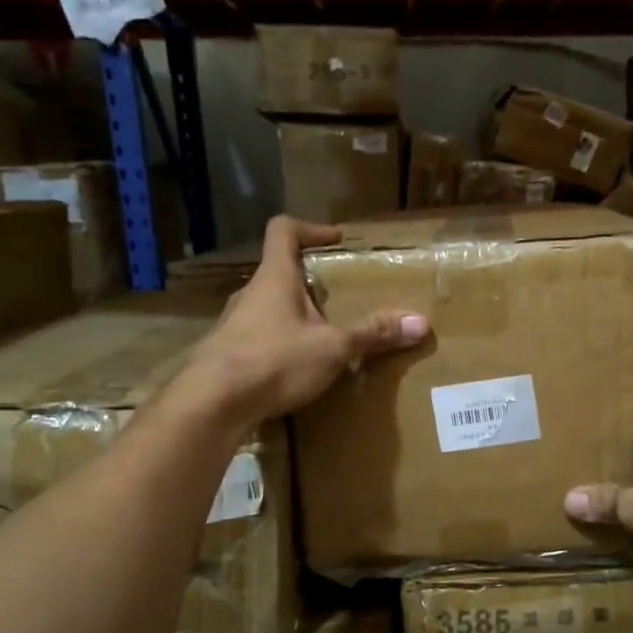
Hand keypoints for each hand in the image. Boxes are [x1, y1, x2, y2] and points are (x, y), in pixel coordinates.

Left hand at [176, 217, 428, 424]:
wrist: (212, 404)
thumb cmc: (274, 360)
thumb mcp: (332, 347)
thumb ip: (373, 335)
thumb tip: (421, 323)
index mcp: (274, 278)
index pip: (283, 230)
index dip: (311, 228)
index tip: (336, 240)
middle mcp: (250, 294)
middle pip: (279, 272)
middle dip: (310, 281)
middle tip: (339, 297)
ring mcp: (233, 325)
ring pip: (268, 308)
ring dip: (294, 315)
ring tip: (323, 336)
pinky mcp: (226, 355)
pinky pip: (258, 339)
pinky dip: (280, 345)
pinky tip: (297, 369)